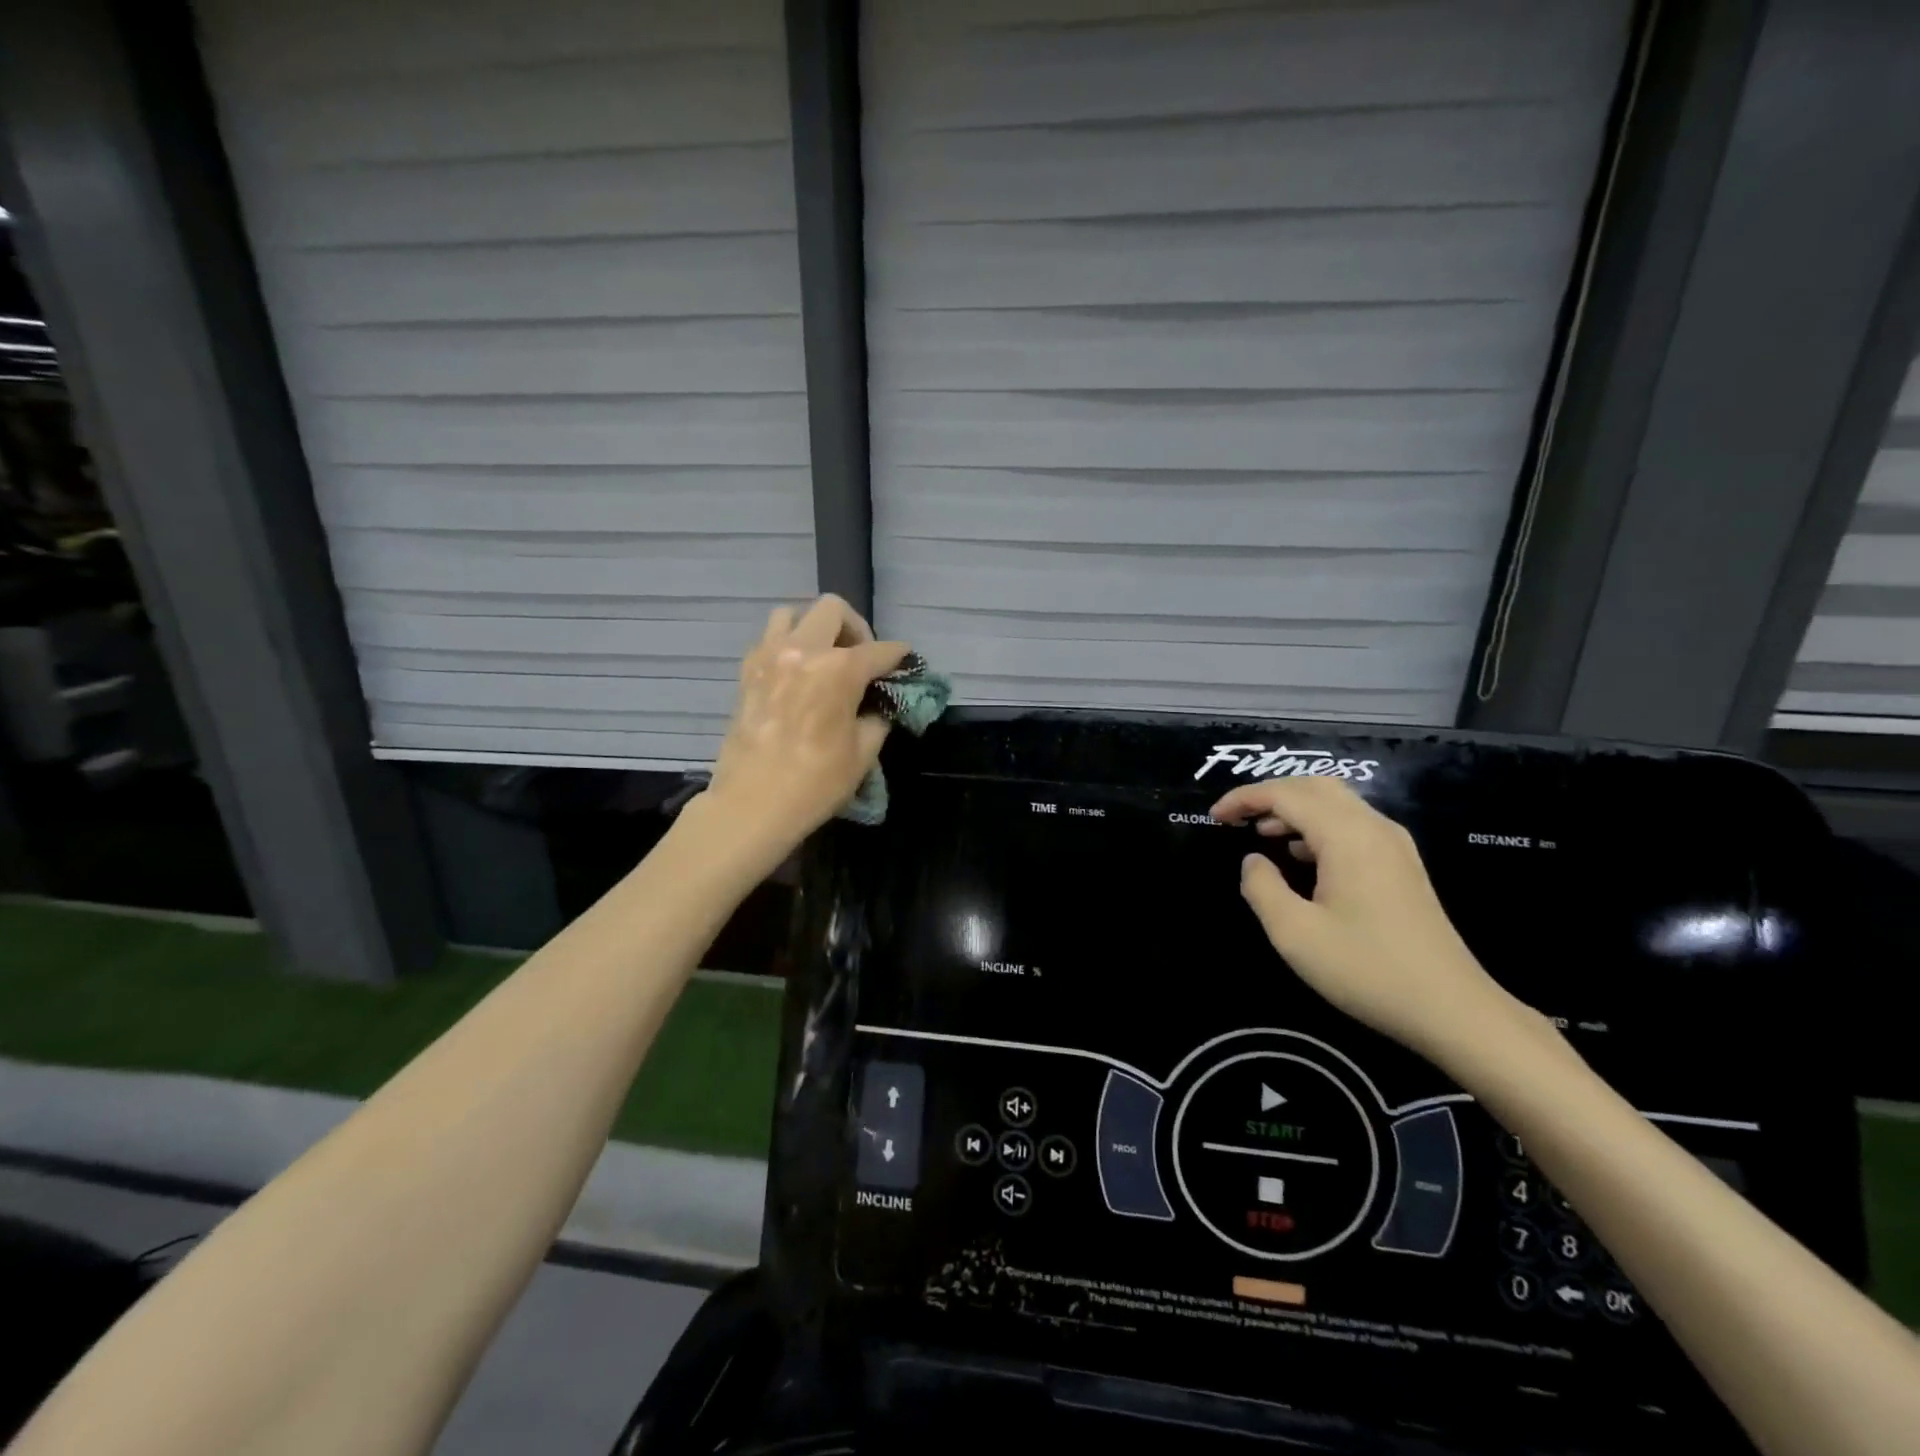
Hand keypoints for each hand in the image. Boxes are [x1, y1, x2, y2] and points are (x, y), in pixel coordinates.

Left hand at [705, 595, 908, 860]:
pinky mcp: (747, 671)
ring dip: (814, 628)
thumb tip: (878, 703)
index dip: (899, 656)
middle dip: (855, 628)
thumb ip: (877, 716)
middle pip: (834, 610)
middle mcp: (804, 650)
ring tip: (823, 658)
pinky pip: (769, 639)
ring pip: (792, 614)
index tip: (906, 663)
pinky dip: (787, 646)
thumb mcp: (863, 752)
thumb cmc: (816, 782)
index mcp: (839, 669)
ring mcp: (769, 656)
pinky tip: (797, 675)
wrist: (752, 803)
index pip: (880, 650)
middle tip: (861, 658)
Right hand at [1211, 778, 1526, 1063]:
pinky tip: (1300, 856)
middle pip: (1314, 787)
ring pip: (1336, 803)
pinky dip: (1317, 826)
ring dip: (1294, 809)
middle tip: (1236, 817)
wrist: (1453, 1009)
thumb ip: (1262, 888)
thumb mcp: (1295, 934)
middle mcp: (1374, 828)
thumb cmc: (1368, 970)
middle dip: (1270, 794)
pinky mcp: (1402, 866)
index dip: (1245, 799)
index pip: (1286, 794)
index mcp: (1347, 836)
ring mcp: (1394, 845)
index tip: (1214, 817)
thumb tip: (1253, 861)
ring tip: (1261, 833)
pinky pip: (1352, 825)